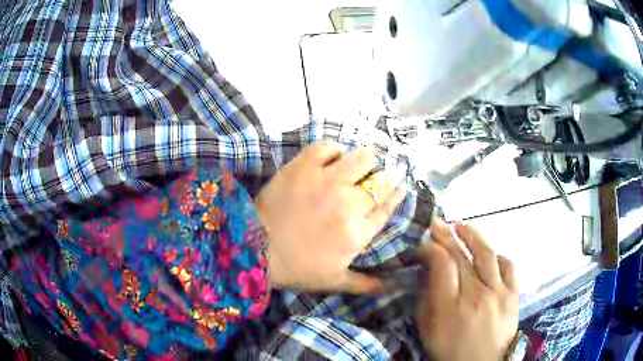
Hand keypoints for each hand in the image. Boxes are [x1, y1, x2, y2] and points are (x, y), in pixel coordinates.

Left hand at [254, 141, 405, 293]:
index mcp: (358, 232)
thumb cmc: (296, 267)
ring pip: (362, 157)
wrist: (254, 248)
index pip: (388, 206)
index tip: (400, 185)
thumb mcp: (334, 281)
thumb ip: (366, 284)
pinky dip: (332, 152)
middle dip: (384, 178)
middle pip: (382, 180)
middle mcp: (349, 203)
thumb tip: (390, 287)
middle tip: (375, 178)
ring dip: (364, 161)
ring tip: (355, 166)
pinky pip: (328, 147)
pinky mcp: (304, 166)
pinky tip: (329, 160)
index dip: (397, 193)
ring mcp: (327, 180)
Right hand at [415, 220, 518, 360]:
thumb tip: (426, 274)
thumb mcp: (428, 332)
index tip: (425, 244)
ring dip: (472, 236)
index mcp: (450, 307)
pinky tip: (490, 254)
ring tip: (462, 225)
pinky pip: (509, 266)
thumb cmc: (450, 351)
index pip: (442, 265)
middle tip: (438, 224)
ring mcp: (498, 293)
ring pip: (486, 254)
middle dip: (447, 236)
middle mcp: (476, 295)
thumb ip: (425, 302)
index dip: (432, 248)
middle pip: (461, 256)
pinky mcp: (513, 295)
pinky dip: (498, 255)